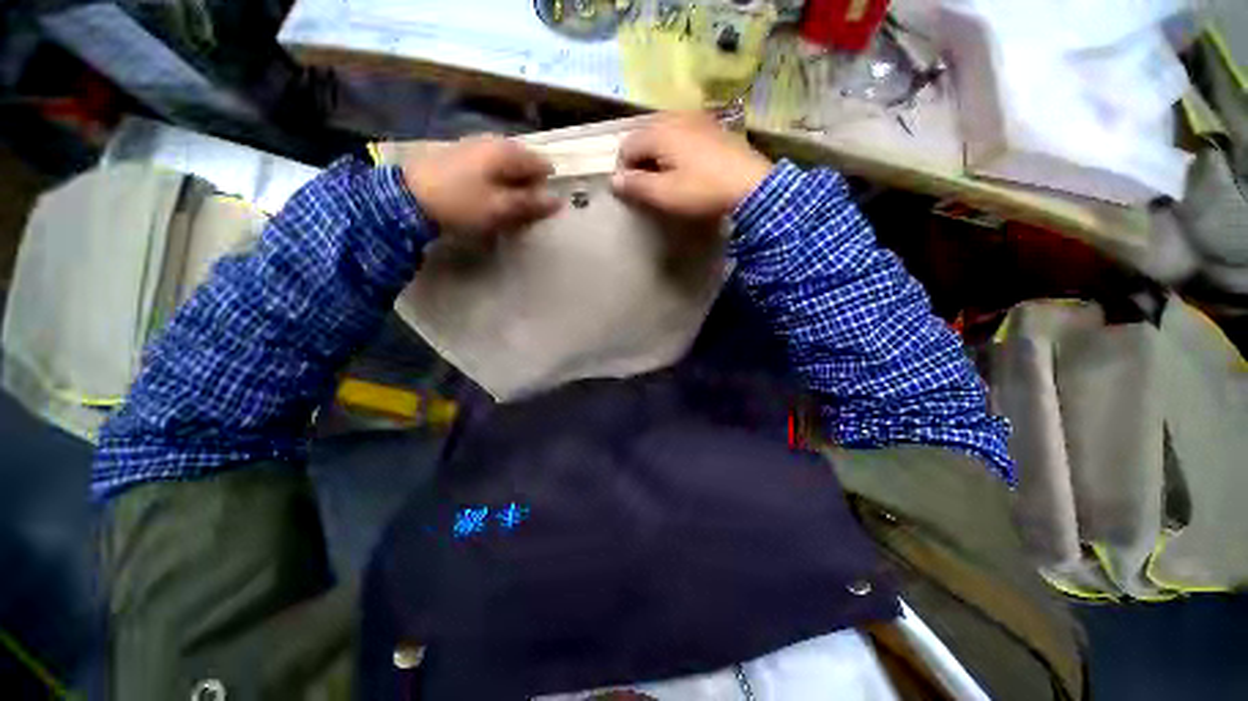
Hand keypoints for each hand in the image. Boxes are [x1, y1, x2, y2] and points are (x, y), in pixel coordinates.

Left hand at [403, 135, 560, 234]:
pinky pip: (491, 167)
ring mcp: (476, 144)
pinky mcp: (462, 153)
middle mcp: (495, 141)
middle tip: (519, 213)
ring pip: (508, 166)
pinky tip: (486, 197)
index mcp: (508, 152)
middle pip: (525, 165)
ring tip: (503, 208)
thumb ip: (531, 203)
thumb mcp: (501, 208)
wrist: (408, 196)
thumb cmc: (461, 203)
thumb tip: (559, 201)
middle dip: (528, 188)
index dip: (545, 188)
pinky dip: (496, 183)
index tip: (536, 210)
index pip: (542, 166)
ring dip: (511, 187)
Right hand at [611, 112, 772, 219]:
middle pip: (645, 135)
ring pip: (664, 132)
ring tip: (667, 176)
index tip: (633, 190)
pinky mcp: (713, 126)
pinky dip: (676, 147)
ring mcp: (697, 118)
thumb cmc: (702, 191)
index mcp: (659, 131)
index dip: (625, 169)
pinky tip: (687, 165)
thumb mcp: (665, 194)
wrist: (751, 185)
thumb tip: (615, 180)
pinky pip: (683, 132)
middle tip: (649, 184)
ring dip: (658, 153)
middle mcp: (675, 117)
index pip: (627, 145)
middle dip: (641, 159)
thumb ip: (637, 186)